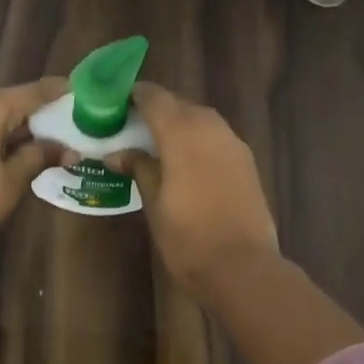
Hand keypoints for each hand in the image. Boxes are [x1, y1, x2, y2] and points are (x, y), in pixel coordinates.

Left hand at [0, 78, 67, 264]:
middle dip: (35, 112)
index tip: (77, 88)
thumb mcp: (12, 180)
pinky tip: (11, 147)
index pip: (30, 93)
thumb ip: (39, 156)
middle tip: (64, 121)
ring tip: (42, 137)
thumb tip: (67, 149)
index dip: (55, 91)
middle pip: (7, 101)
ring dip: (13, 125)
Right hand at [106, 81, 279, 294]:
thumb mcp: (154, 204)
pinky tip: (187, 160)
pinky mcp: (246, 161)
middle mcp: (210, 127)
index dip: (135, 95)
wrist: (243, 267)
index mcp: (182, 133)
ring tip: (158, 143)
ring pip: (201, 118)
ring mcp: (233, 143)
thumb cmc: (188, 238)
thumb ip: (139, 169)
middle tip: (133, 126)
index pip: (155, 97)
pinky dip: (199, 139)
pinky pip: (217, 136)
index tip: (117, 103)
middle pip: (180, 104)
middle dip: (157, 109)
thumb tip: (118, 154)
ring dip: (180, 123)